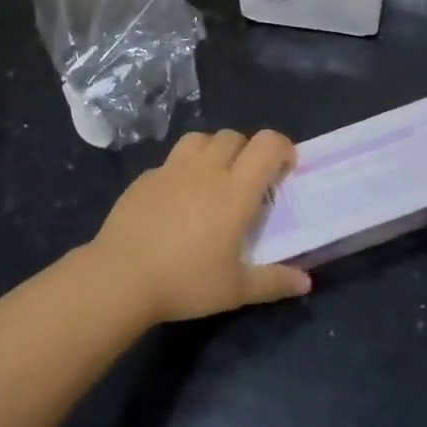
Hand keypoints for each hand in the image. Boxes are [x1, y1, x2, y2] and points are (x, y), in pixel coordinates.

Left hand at [91, 129, 311, 323]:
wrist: (120, 277)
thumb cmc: (184, 281)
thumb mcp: (235, 290)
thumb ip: (274, 282)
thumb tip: (306, 282)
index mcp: (235, 191)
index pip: (267, 144)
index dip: (282, 147)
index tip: (285, 169)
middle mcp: (206, 170)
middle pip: (234, 136)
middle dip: (248, 150)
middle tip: (249, 181)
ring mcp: (172, 169)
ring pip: (201, 138)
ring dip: (215, 150)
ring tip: (214, 178)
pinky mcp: (145, 177)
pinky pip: (171, 160)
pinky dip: (183, 169)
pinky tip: (177, 198)